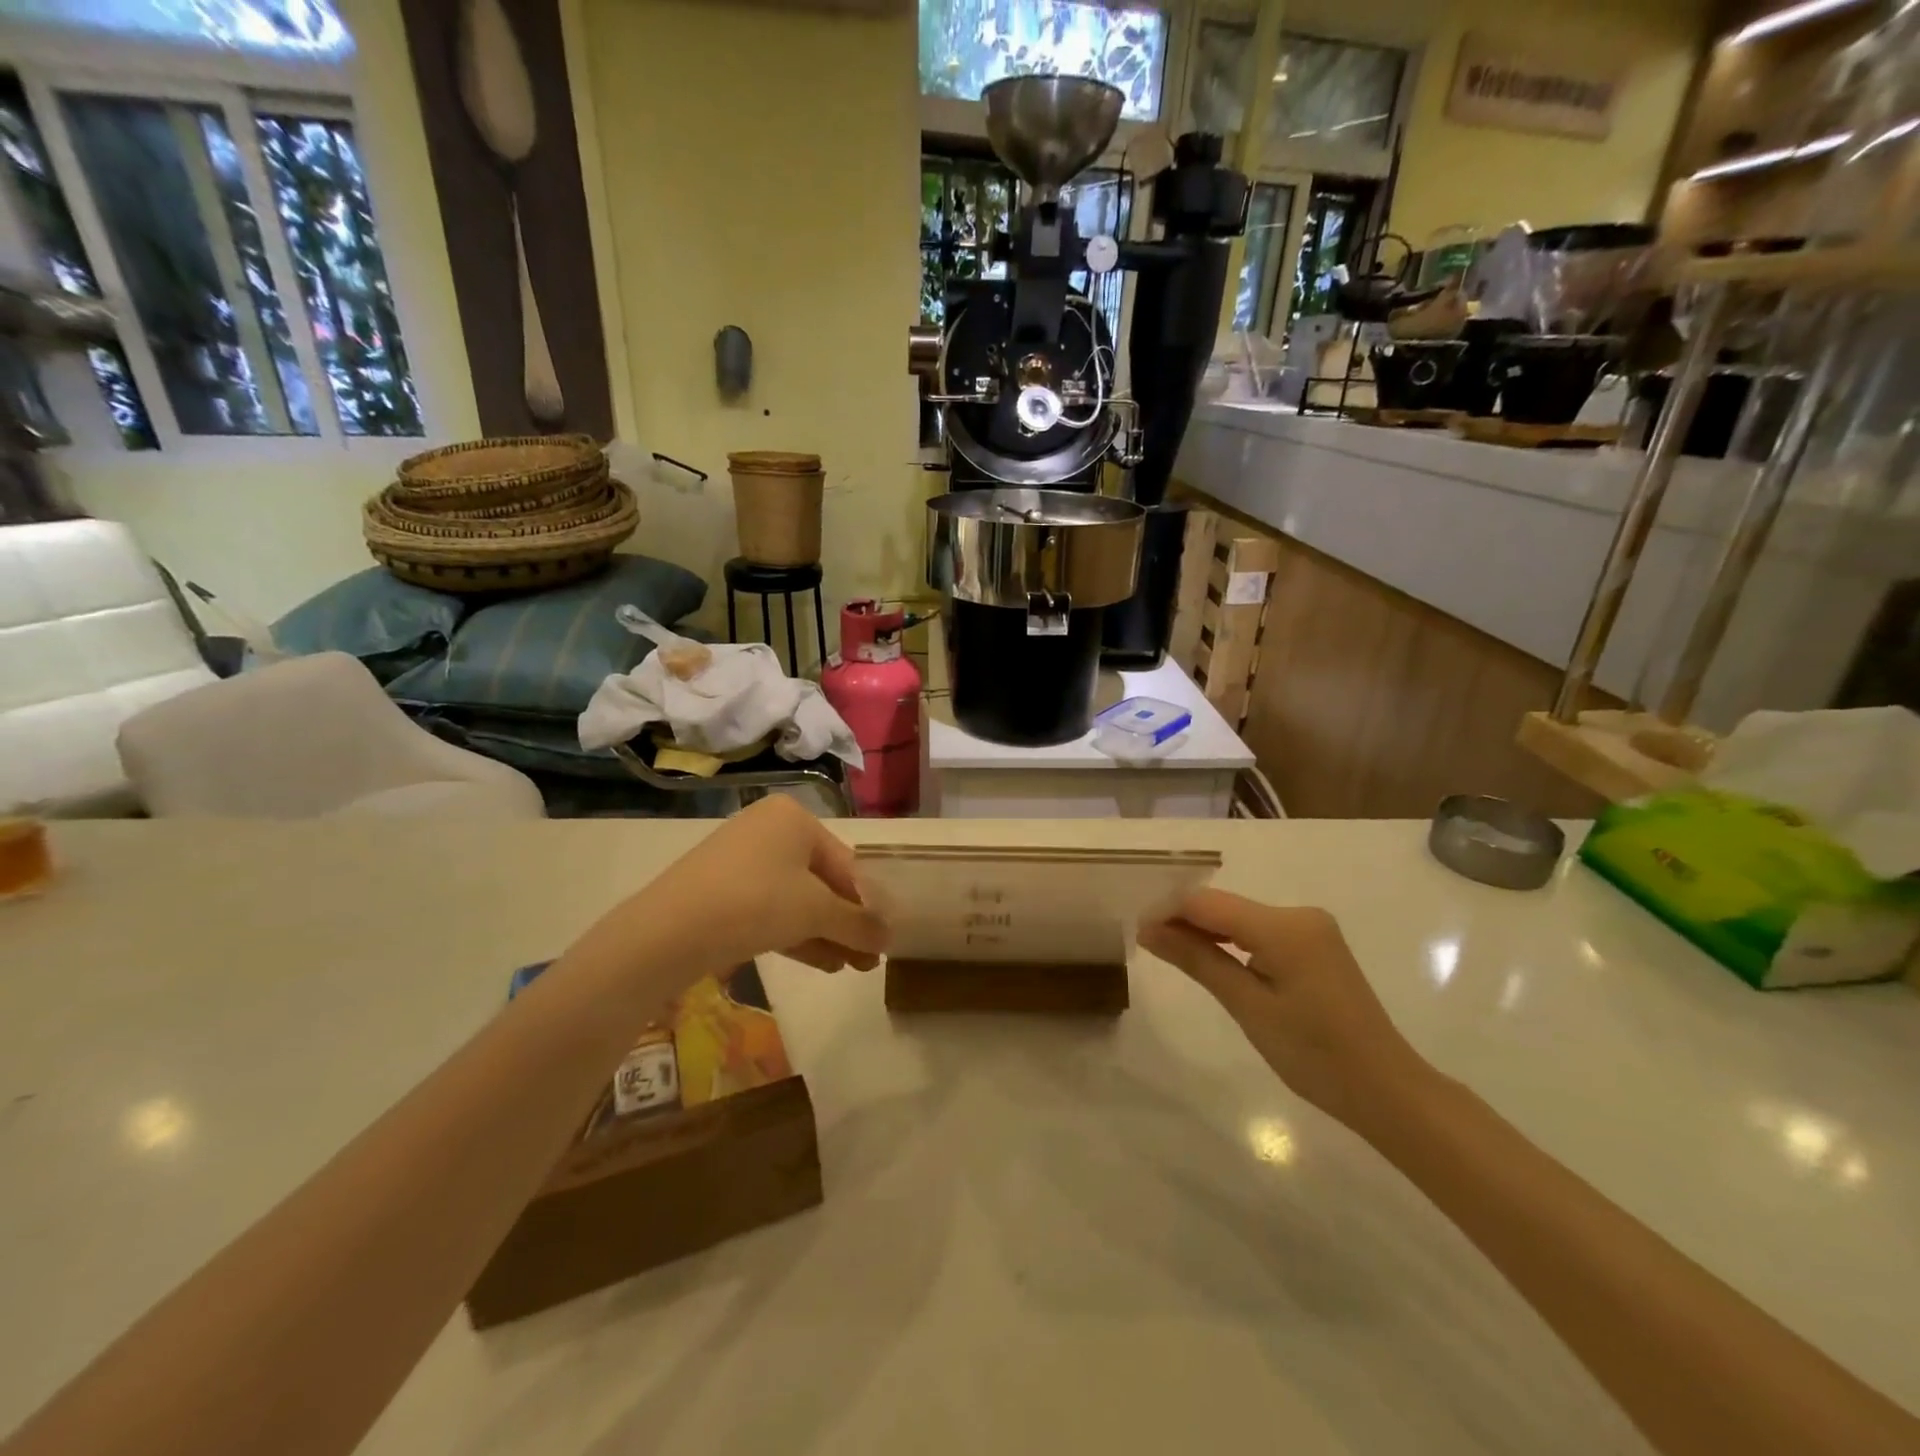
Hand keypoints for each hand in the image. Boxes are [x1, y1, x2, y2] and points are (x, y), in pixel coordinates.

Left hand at [584, 796, 888, 981]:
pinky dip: (797, 933)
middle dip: (848, 923)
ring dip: (827, 933)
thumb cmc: (755, 902)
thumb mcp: (816, 911)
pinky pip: (771, 909)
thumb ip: (858, 922)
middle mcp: (769, 829)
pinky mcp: (722, 890)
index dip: (869, 903)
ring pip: (797, 898)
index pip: (846, 863)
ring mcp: (743, 860)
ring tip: (852, 968)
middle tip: (870, 960)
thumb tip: (889, 938)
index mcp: (794, 818)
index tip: (886, 938)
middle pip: (822, 881)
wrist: (667, 932)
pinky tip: (823, 963)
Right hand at [1139, 891, 1426, 1125]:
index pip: (1208, 902)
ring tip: (1170, 952)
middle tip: (1147, 944)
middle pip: (1224, 906)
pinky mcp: (1315, 944)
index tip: (1136, 931)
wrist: (1385, 1089)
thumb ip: (1197, 960)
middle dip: (1184, 920)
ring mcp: (1311, 928)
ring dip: (1206, 931)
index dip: (1168, 911)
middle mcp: (1299, 914)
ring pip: (1240, 918)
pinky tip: (1212, 960)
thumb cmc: (1314, 1054)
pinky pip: (1259, 931)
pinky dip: (1232, 942)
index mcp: (1285, 926)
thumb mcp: (1247, 1006)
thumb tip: (1148, 929)